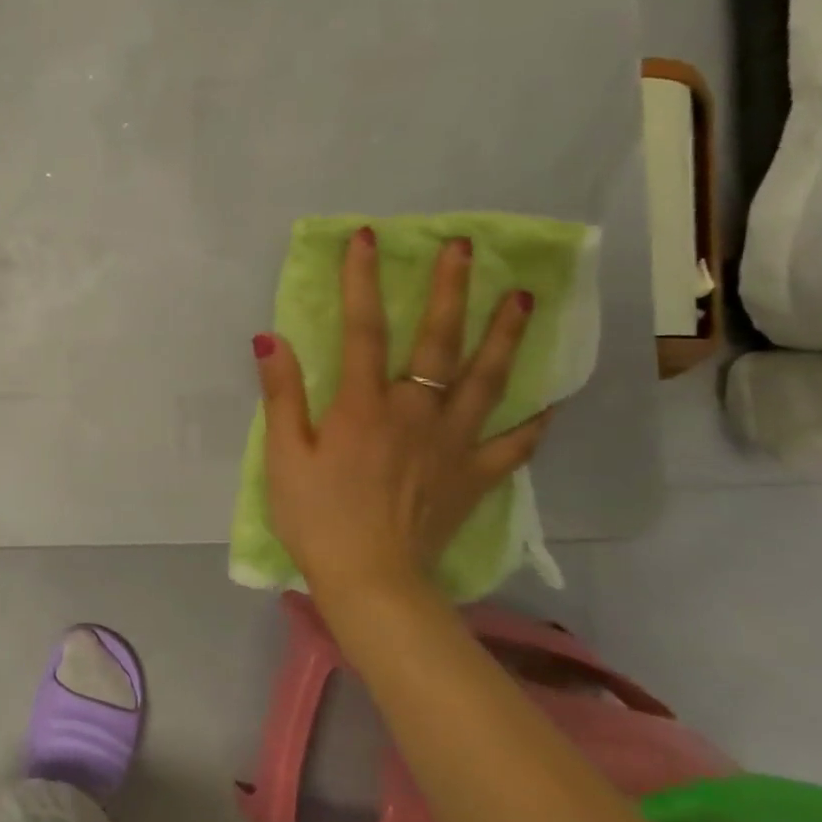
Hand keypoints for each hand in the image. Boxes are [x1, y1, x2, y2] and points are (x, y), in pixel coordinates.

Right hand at [253, 228, 550, 613]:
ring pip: (487, 381)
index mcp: (363, 406)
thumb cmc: (317, 517)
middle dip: (449, 290)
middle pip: (437, 342)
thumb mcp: (284, 456)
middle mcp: (415, 413)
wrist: (371, 581)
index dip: (362, 281)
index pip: (363, 329)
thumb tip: (271, 339)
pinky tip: (550, 401)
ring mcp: (453, 444)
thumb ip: (282, 395)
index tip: (367, 239)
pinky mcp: (475, 476)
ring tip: (523, 297)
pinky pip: (513, 444)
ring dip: (505, 335)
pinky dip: (533, 421)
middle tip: (463, 248)